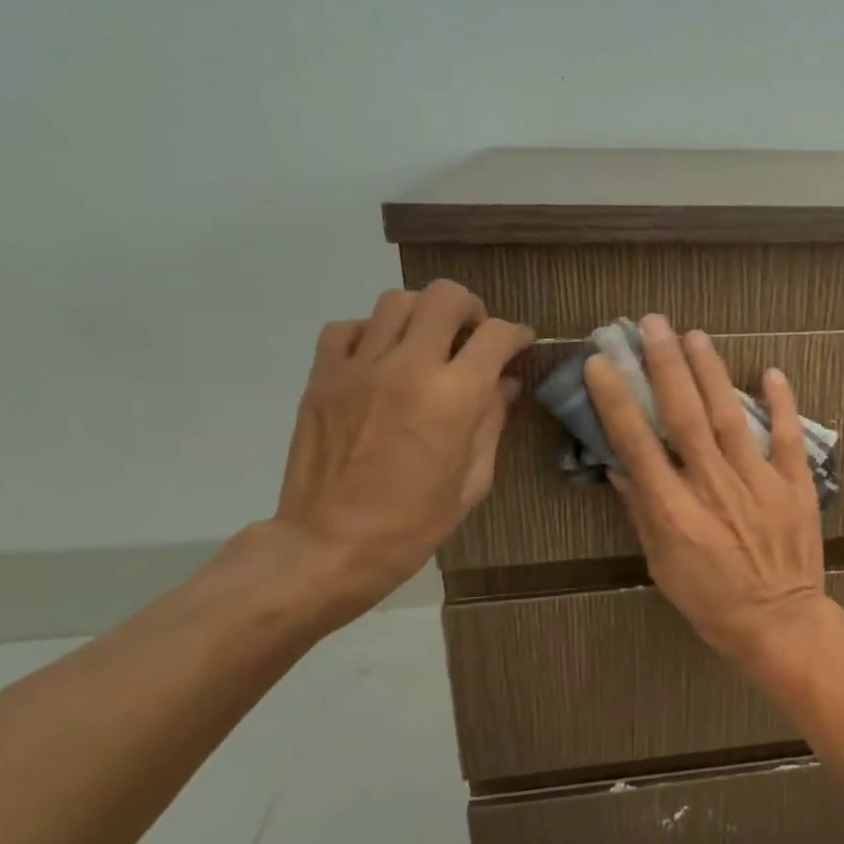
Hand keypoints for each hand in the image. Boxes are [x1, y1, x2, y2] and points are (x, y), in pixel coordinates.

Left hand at [271, 282, 532, 623]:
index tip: (520, 344)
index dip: (517, 334)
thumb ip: (492, 423)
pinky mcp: (322, 377)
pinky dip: (372, 333)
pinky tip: (382, 359)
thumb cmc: (414, 523)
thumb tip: (504, 385)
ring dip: (422, 316)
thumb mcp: (473, 481)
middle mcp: (408, 367)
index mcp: (454, 397)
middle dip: (471, 309)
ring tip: (427, 344)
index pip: (497, 335)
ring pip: (396, 301)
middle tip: (472, 336)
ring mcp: (359, 367)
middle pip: (445, 296)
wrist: (330, 546)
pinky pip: (349, 328)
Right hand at [585, 314, 827, 668]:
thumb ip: (642, 514)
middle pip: (684, 417)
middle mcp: (714, 487)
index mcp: (675, 511)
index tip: (603, 363)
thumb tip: (621, 467)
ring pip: (730, 417)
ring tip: (695, 335)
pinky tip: (771, 371)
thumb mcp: (662, 566)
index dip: (618, 401)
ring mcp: (758, 483)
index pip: (638, 445)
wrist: (780, 623)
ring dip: (712, 373)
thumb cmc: (712, 602)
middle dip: (665, 367)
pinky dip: (782, 403)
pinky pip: (788, 437)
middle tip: (653, 325)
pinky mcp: (795, 485)